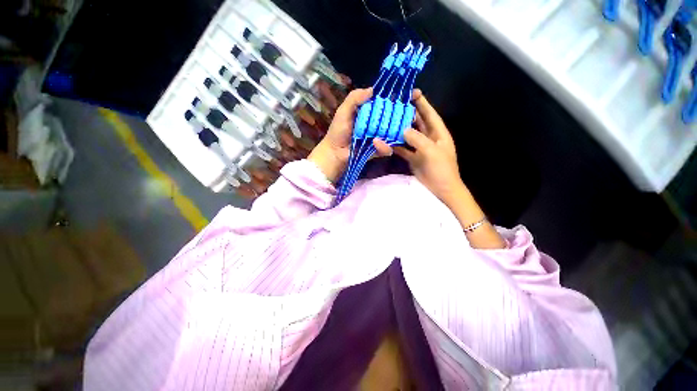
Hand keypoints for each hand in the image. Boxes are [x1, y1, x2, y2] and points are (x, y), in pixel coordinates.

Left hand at [308, 88, 392, 181]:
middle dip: (396, 118)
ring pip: (392, 135)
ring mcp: (377, 139)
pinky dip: (384, 147)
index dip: (390, 102)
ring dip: (391, 133)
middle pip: (390, 120)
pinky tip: (376, 142)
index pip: (383, 106)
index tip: (398, 98)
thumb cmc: (338, 132)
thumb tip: (372, 89)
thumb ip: (354, 99)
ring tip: (387, 130)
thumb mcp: (343, 112)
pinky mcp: (377, 151)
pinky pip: (386, 149)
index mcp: (368, 114)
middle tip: (399, 116)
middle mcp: (374, 125)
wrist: (334, 153)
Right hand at [395, 91, 504, 248]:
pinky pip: (403, 149)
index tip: (412, 92)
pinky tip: (385, 141)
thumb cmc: (442, 169)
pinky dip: (395, 145)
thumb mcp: (432, 151)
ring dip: (399, 129)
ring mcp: (420, 148)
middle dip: (407, 114)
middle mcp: (429, 138)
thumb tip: (403, 129)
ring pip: (408, 135)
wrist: (442, 190)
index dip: (422, 102)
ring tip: (387, 121)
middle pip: (418, 122)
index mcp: (439, 133)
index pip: (430, 114)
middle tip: (394, 105)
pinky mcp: (413, 158)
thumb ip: (417, 139)